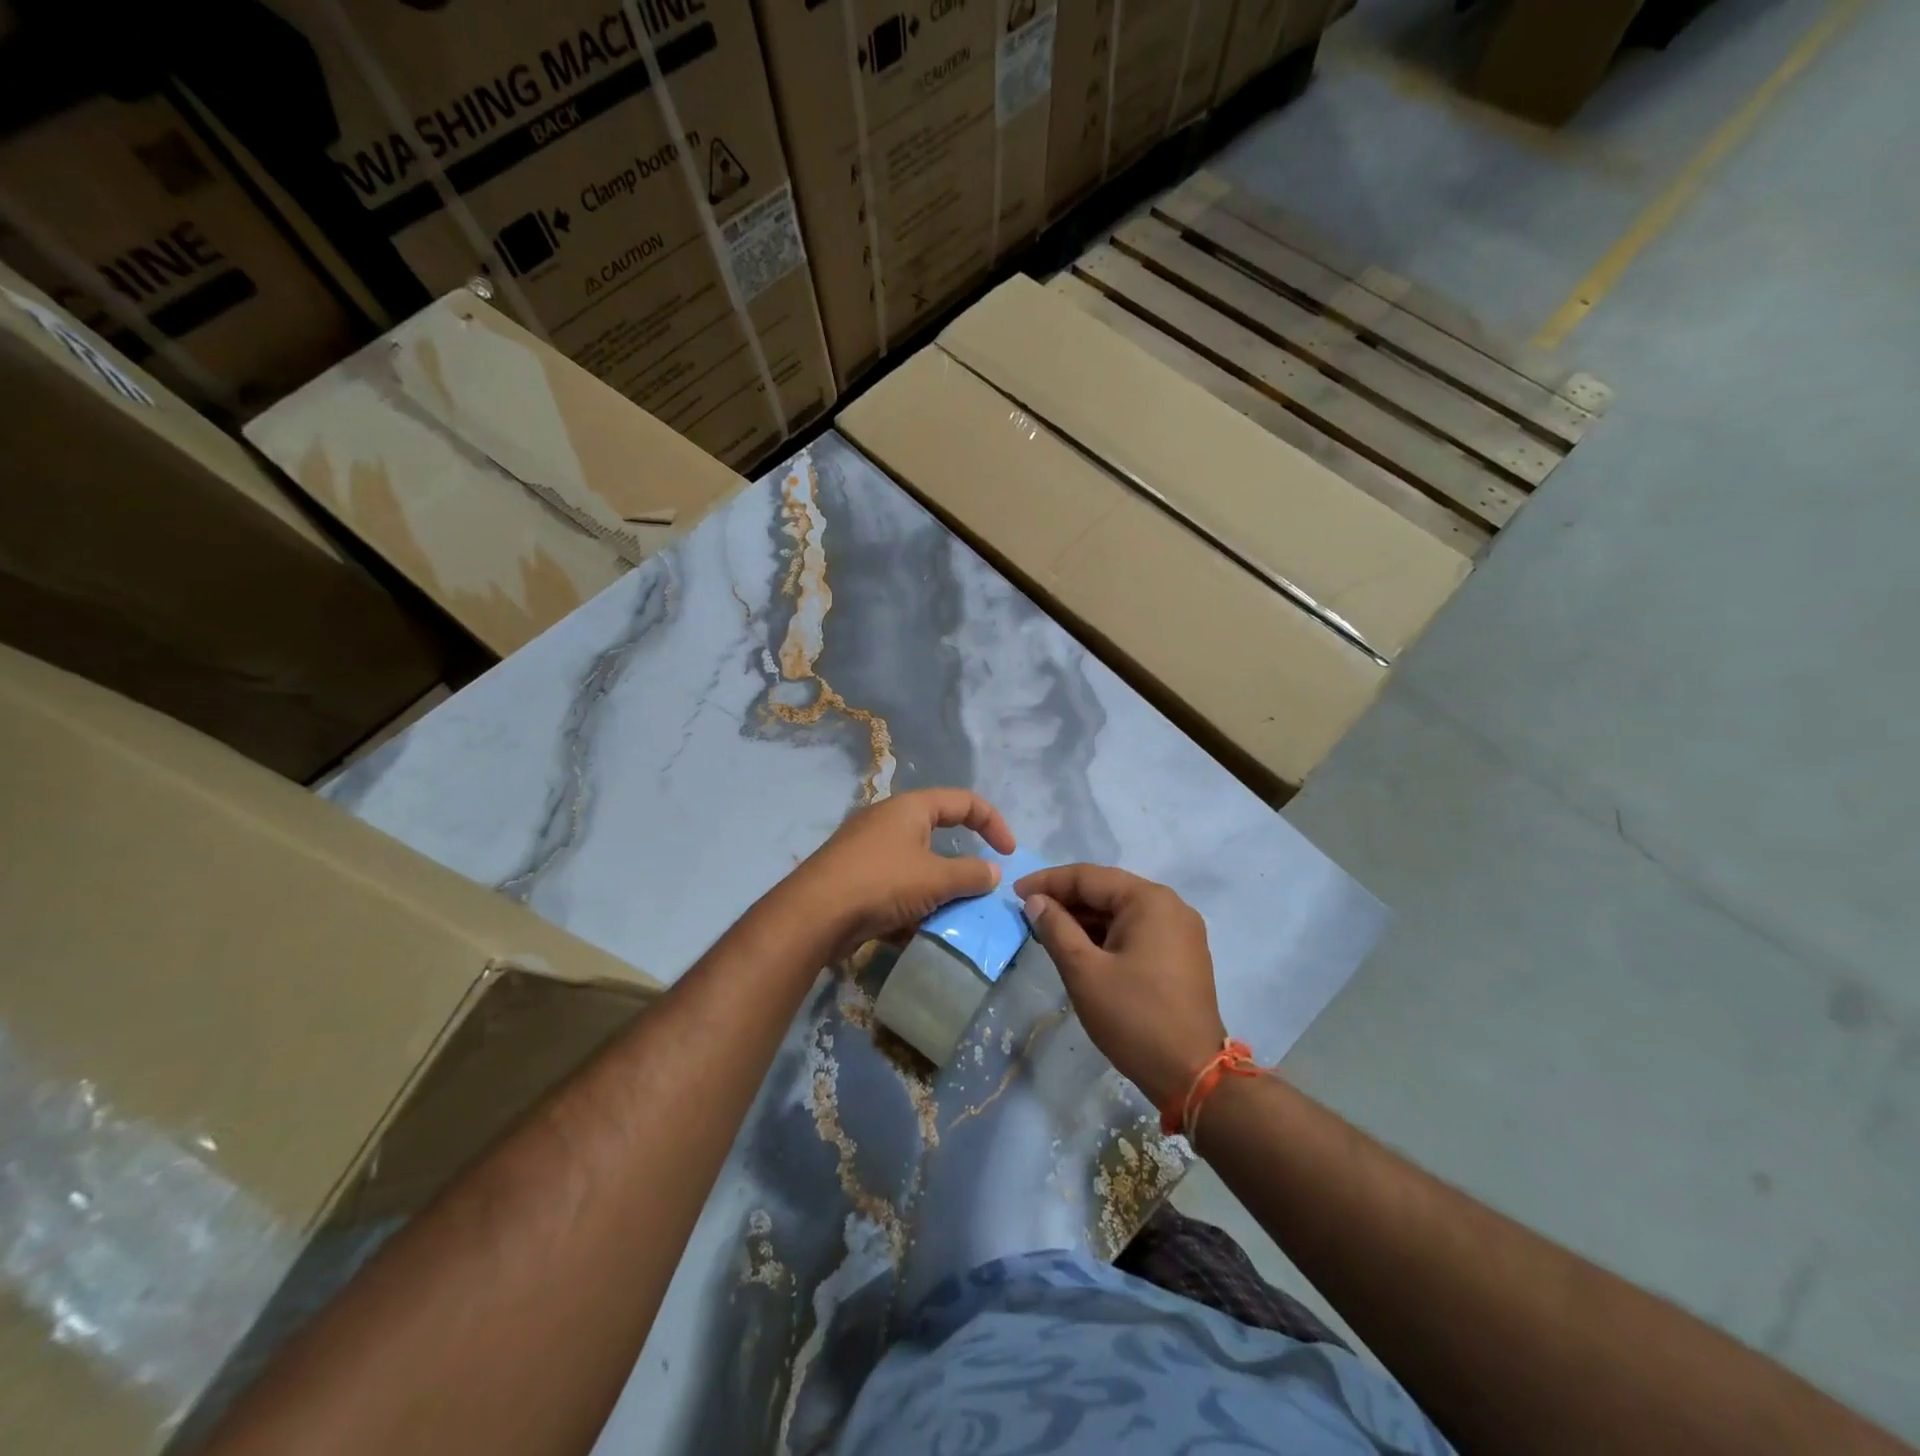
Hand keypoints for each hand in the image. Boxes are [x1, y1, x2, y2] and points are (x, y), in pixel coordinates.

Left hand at [788, 788, 1015, 958]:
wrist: (813, 915)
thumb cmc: (881, 883)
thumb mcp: (936, 878)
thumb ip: (972, 875)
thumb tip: (994, 872)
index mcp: (910, 808)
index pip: (964, 801)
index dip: (993, 822)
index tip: (1009, 854)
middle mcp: (888, 822)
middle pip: (938, 835)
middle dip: (962, 865)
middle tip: (979, 890)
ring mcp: (868, 851)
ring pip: (917, 867)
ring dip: (937, 891)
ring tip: (951, 917)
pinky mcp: (855, 881)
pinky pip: (895, 890)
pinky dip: (910, 908)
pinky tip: (916, 933)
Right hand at [1015, 865, 1225, 1110]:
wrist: (1192, 1074)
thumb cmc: (1134, 1017)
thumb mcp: (1084, 971)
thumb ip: (1056, 929)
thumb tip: (1036, 901)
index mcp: (1149, 900)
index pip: (1089, 877)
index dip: (1048, 882)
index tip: (1014, 893)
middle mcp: (1170, 906)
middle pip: (1107, 891)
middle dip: (1066, 900)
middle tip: (1027, 913)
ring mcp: (1180, 931)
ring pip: (1120, 912)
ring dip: (1084, 919)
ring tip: (1047, 931)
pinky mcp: (1181, 955)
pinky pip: (1135, 931)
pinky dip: (1105, 935)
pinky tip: (1080, 948)